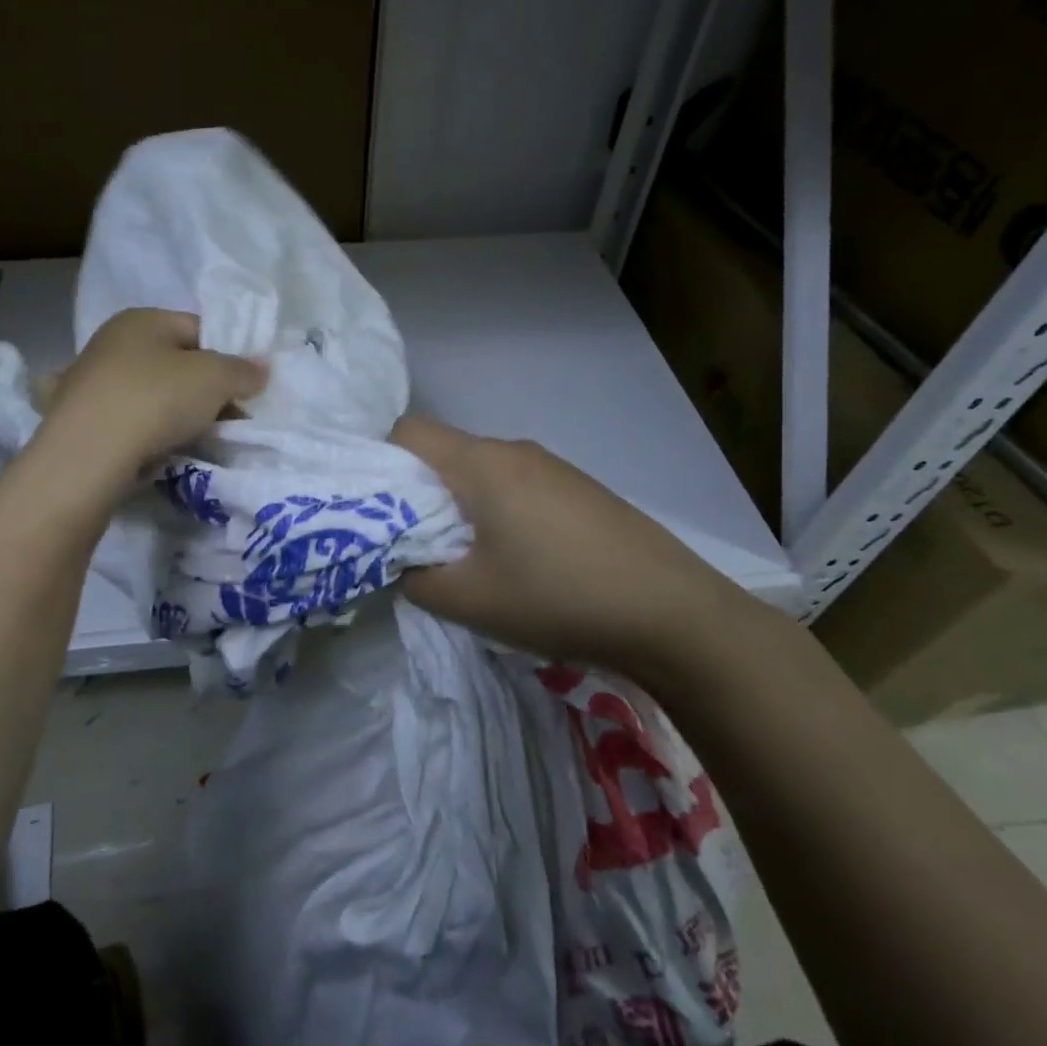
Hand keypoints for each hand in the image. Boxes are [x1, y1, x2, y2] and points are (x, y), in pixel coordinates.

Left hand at [37, 308, 265, 487]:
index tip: (243, 390)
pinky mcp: (78, 419)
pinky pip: (126, 420)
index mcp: (141, 319)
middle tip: (226, 419)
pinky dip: (142, 431)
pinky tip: (153, 448)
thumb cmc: (157, 399)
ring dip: (174, 413)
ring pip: (150, 393)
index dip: (227, 356)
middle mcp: (110, 342)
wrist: (89, 454)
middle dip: (204, 390)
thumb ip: (243, 370)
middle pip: (174, 363)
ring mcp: (88, 381)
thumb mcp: (215, 378)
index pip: (198, 329)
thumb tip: (261, 368)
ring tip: (193, 439)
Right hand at [391, 415, 760, 678]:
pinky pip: (517, 487)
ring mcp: (553, 467)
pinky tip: (519, 561)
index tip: (374, 509)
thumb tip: (399, 561)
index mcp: (481, 464)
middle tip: (413, 544)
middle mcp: (515, 451)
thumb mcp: (467, 599)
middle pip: (445, 453)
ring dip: (460, 506)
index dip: (379, 463)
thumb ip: (413, 577)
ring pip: (482, 472)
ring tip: (468, 559)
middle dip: (418, 493)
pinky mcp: (580, 490)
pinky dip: (498, 512)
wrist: (672, 613)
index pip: (408, 432)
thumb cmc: (556, 597)